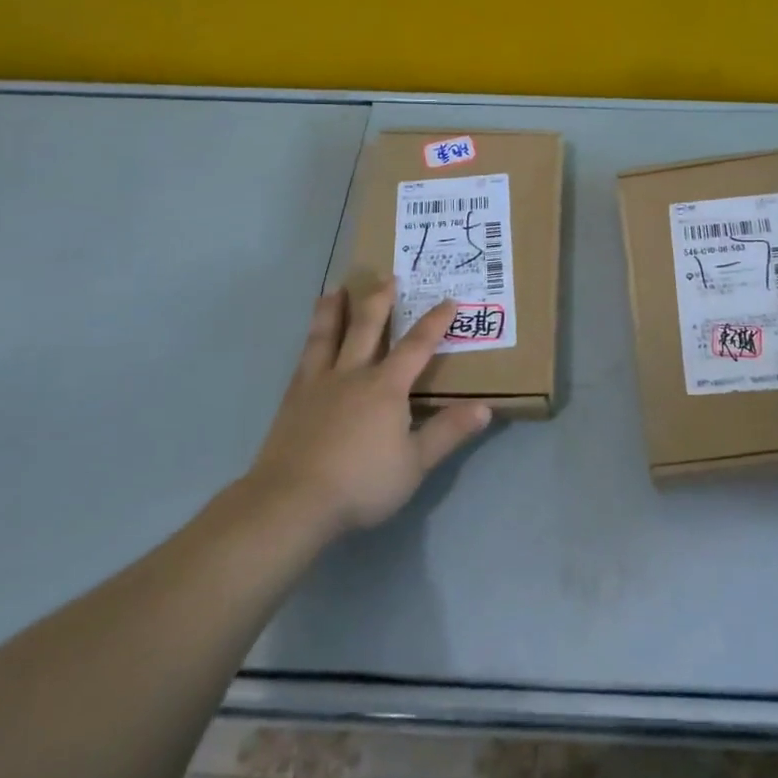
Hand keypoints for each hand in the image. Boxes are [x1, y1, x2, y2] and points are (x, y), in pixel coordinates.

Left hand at [245, 282, 492, 536]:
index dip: (434, 322)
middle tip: (386, 276)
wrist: (292, 501)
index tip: (448, 300)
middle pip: (368, 328)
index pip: (416, 346)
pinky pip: (304, 359)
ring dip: (334, 310)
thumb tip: (485, 408)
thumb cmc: (361, 483)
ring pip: (328, 336)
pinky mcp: (293, 400)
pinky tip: (309, 340)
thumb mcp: (415, 463)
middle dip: (380, 300)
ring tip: (336, 289)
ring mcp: (318, 384)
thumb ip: (448, 432)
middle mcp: (353, 374)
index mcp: (386, 387)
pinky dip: (310, 341)